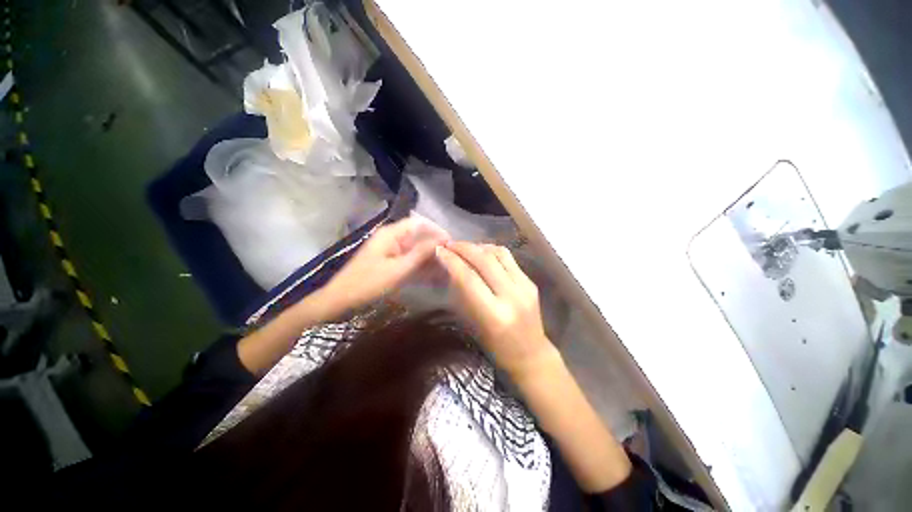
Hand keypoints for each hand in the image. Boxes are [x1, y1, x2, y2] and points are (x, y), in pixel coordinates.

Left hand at [317, 215, 449, 315]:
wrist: (341, 301)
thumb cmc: (368, 283)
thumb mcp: (397, 269)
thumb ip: (420, 254)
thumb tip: (441, 241)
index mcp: (391, 234)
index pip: (418, 223)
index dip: (435, 230)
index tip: (450, 241)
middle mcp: (392, 239)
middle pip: (418, 237)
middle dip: (435, 246)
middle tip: (451, 258)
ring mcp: (390, 251)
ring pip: (416, 250)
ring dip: (430, 258)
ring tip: (446, 268)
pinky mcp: (390, 263)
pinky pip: (410, 261)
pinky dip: (421, 267)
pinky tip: (433, 276)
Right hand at [436, 241, 558, 377]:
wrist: (531, 355)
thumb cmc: (496, 347)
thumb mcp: (473, 324)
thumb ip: (464, 294)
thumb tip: (452, 268)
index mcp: (494, 314)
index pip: (469, 278)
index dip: (452, 261)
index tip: (439, 251)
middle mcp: (512, 296)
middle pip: (485, 261)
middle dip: (464, 248)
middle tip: (449, 244)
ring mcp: (525, 287)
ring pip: (499, 254)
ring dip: (479, 246)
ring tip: (465, 247)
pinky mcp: (531, 282)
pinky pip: (509, 258)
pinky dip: (492, 251)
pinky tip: (482, 253)